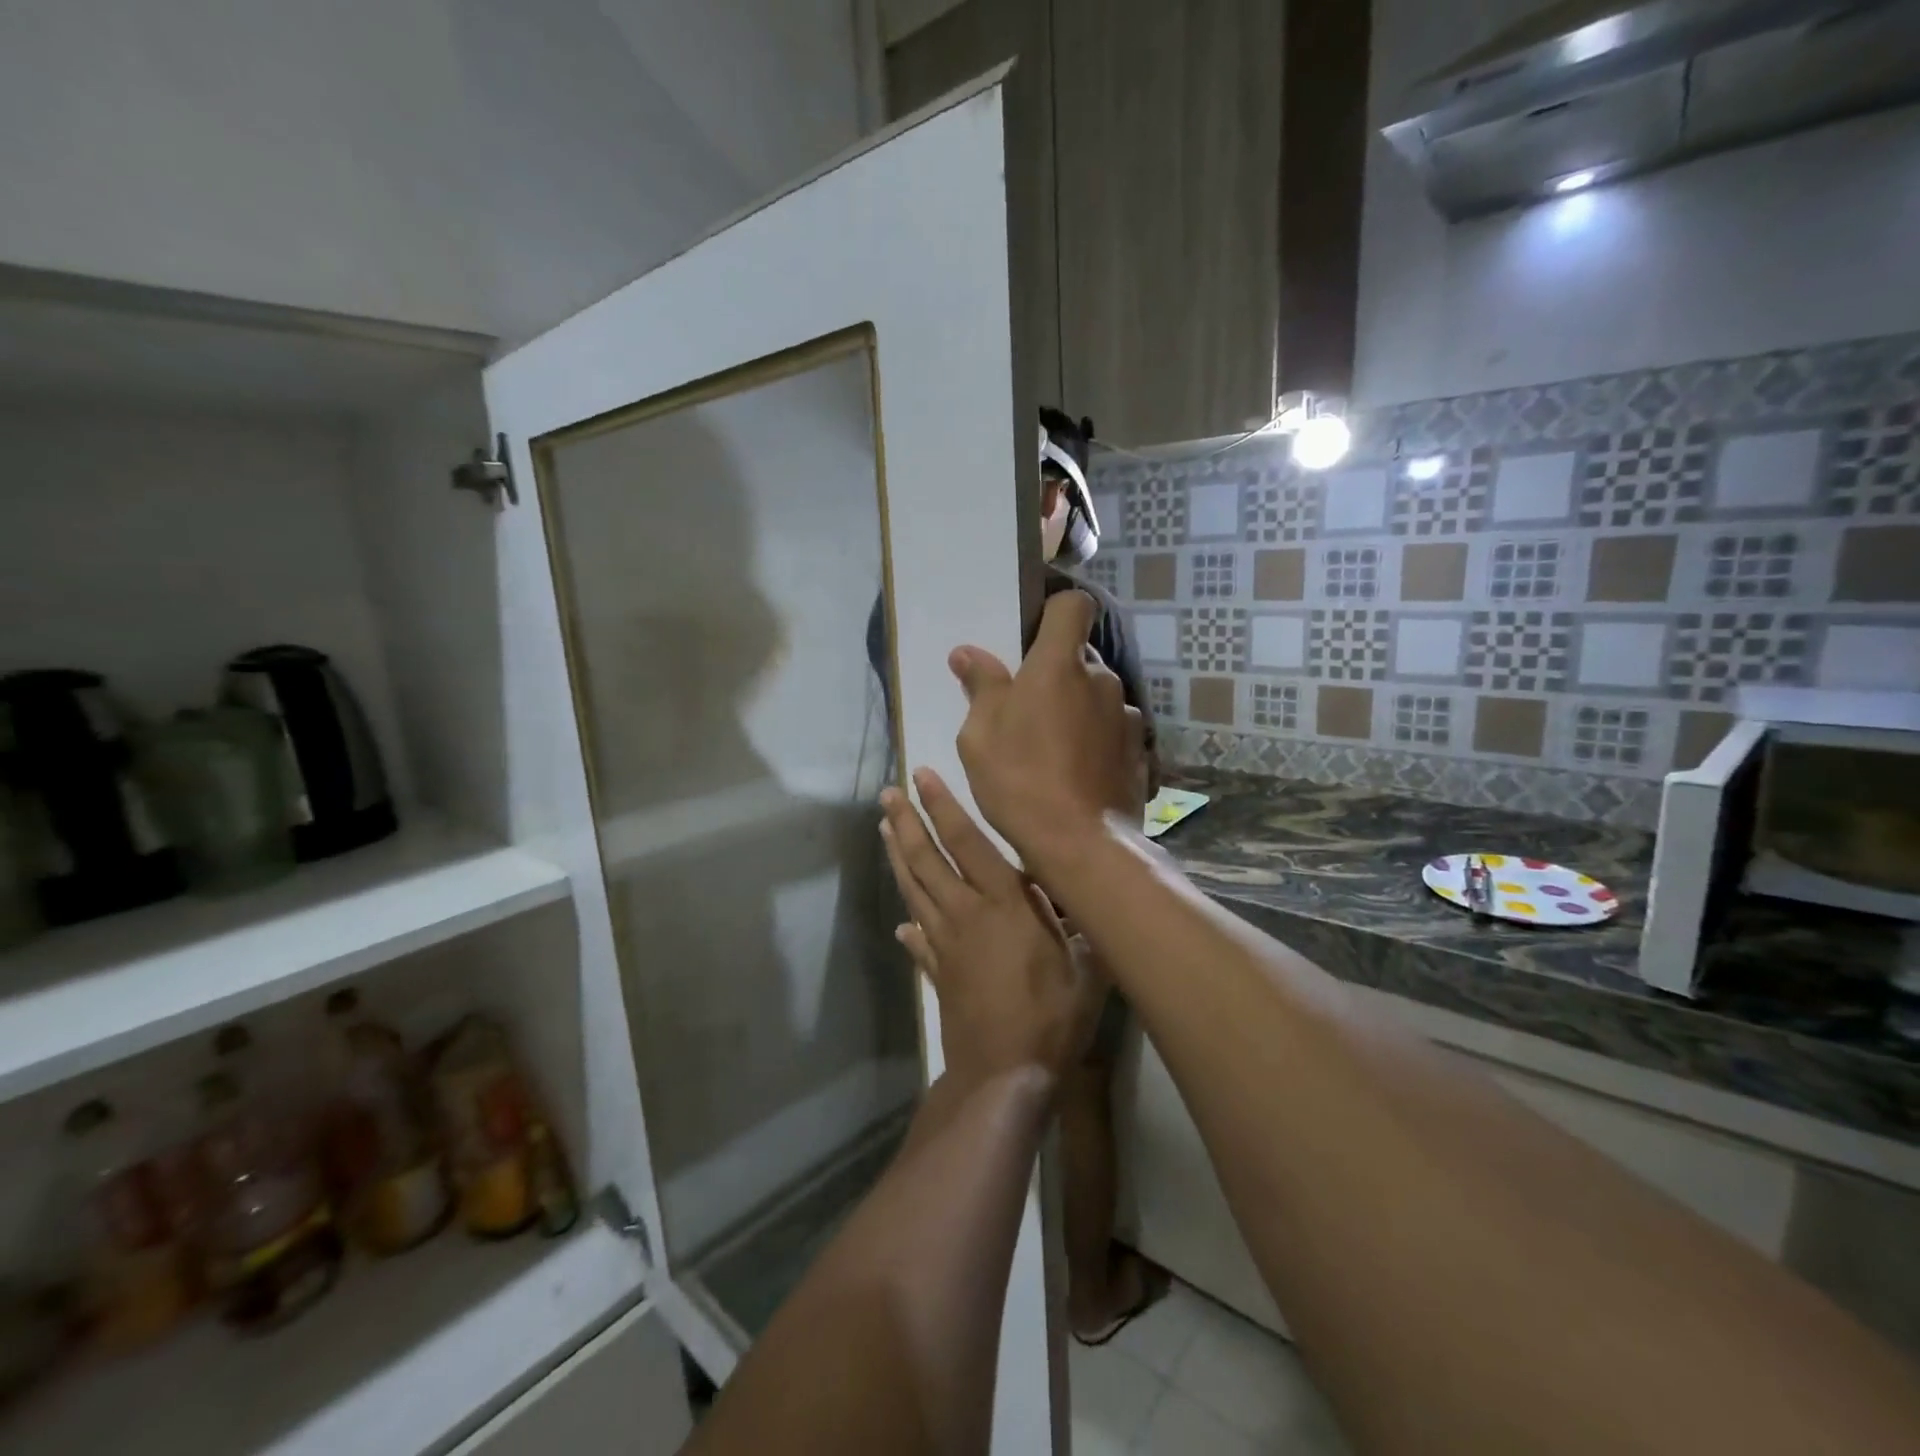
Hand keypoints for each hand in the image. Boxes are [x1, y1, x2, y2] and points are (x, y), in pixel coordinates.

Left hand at [880, 769, 1106, 1086]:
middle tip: (887, 795)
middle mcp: (966, 915)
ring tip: (884, 831)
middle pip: (928, 861)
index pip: (967, 843)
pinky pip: (919, 941)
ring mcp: (945, 944)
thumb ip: (1081, 927)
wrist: (1004, 1075)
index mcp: (1003, 904)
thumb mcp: (1086, 967)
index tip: (921, 777)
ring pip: (915, 891)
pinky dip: (909, 927)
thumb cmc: (1052, 1017)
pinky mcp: (937, 973)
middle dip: (906, 824)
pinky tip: (902, 924)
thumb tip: (1086, 897)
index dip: (943, 807)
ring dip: (899, 858)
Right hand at [948, 590, 1146, 866]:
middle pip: (1079, 658)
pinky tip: (1076, 772)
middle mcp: (1101, 680)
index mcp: (1059, 666)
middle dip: (1055, 674)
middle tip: (1025, 710)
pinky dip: (1094, 739)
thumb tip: (966, 653)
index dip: (1054, 611)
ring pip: (1096, 696)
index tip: (1033, 636)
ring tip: (1051, 749)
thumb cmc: (1019, 781)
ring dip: (1076, 709)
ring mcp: (1125, 717)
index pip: (1072, 606)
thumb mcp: (980, 735)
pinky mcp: (1139, 751)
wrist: (1080, 845)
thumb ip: (980, 686)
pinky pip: (1110, 730)